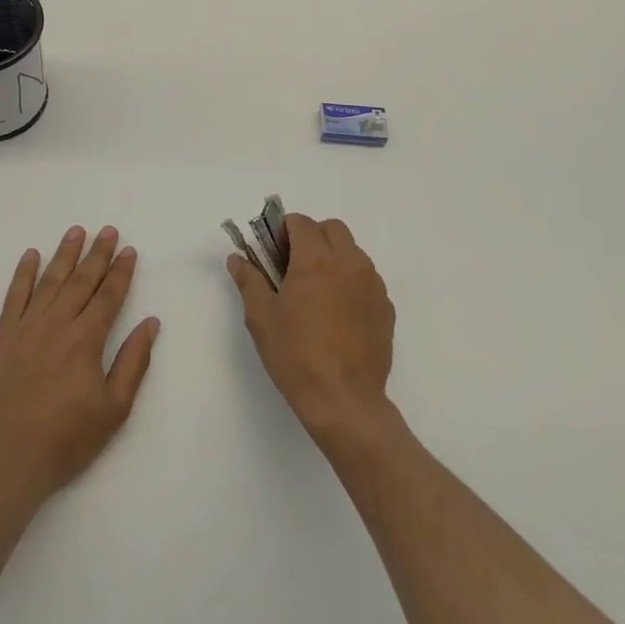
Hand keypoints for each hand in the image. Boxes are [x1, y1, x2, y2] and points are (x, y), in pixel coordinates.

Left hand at [0, 225, 160, 511]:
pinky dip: (23, 274)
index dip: (121, 272)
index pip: (108, 296)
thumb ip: (132, 362)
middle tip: (108, 230)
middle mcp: (56, 325)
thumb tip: (150, 323)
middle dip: (97, 254)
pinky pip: (13, 297)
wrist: (5, 463)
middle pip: (81, 281)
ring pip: (49, 281)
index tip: (129, 250)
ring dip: (65, 255)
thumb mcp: (113, 409)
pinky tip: (31, 256)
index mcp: (86, 340)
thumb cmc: (66, 440)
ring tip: (76, 231)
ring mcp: (25, 329)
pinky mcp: (1, 339)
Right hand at [227, 213, 396, 449]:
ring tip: (317, 292)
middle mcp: (349, 262)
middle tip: (294, 268)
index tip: (273, 255)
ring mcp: (373, 284)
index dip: (283, 232)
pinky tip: (338, 314)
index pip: (301, 222)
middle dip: (312, 238)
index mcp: (316, 259)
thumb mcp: (261, 317)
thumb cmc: (296, 355)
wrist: (344, 401)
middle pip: (332, 229)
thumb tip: (237, 258)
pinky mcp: (386, 307)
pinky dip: (351, 282)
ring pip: (352, 252)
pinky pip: (367, 279)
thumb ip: (250, 280)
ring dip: (333, 257)